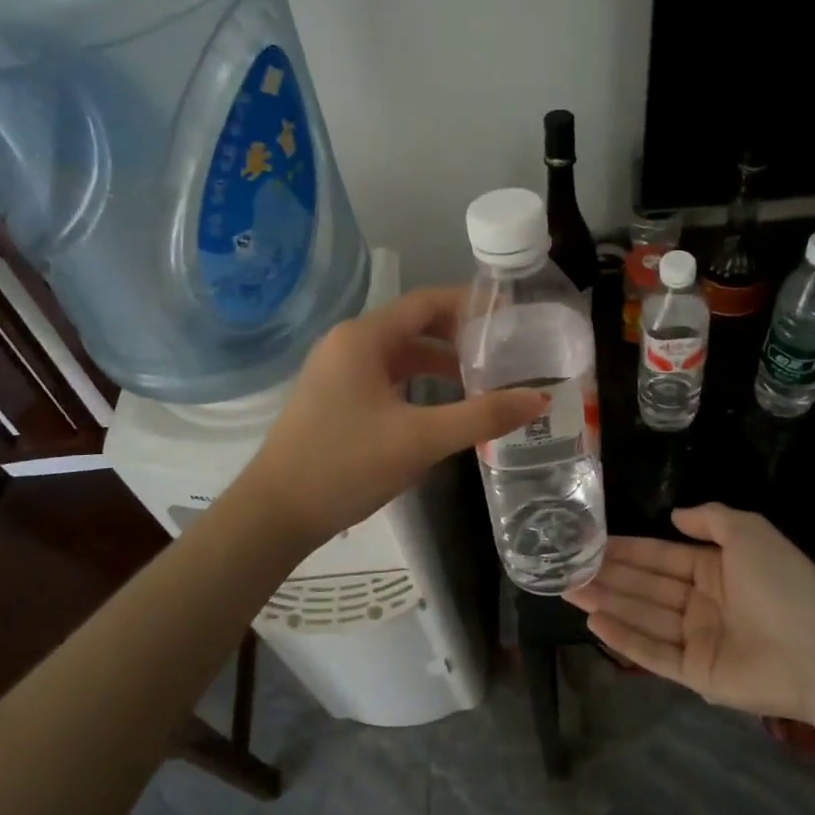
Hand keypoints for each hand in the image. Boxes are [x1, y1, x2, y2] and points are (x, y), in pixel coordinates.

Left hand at [243, 286, 546, 546]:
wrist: (275, 512)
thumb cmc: (346, 465)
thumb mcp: (421, 440)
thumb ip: (481, 416)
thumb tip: (538, 398)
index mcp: (364, 338)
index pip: (427, 302)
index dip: (471, 303)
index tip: (511, 314)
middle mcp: (348, 343)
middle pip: (414, 324)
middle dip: (459, 334)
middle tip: (503, 350)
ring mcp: (337, 370)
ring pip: (399, 353)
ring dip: (439, 361)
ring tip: (482, 379)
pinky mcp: (334, 396)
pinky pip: (385, 375)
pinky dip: (417, 381)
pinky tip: (441, 405)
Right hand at [564, 503, 814, 719]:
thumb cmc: (782, 583)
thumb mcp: (749, 531)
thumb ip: (711, 518)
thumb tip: (675, 516)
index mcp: (715, 570)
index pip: (660, 557)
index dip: (627, 550)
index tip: (592, 542)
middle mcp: (702, 603)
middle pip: (646, 587)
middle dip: (608, 576)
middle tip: (567, 567)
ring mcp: (698, 640)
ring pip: (644, 617)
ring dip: (607, 603)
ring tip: (569, 589)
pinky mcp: (696, 674)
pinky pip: (654, 653)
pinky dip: (625, 638)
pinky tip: (595, 622)